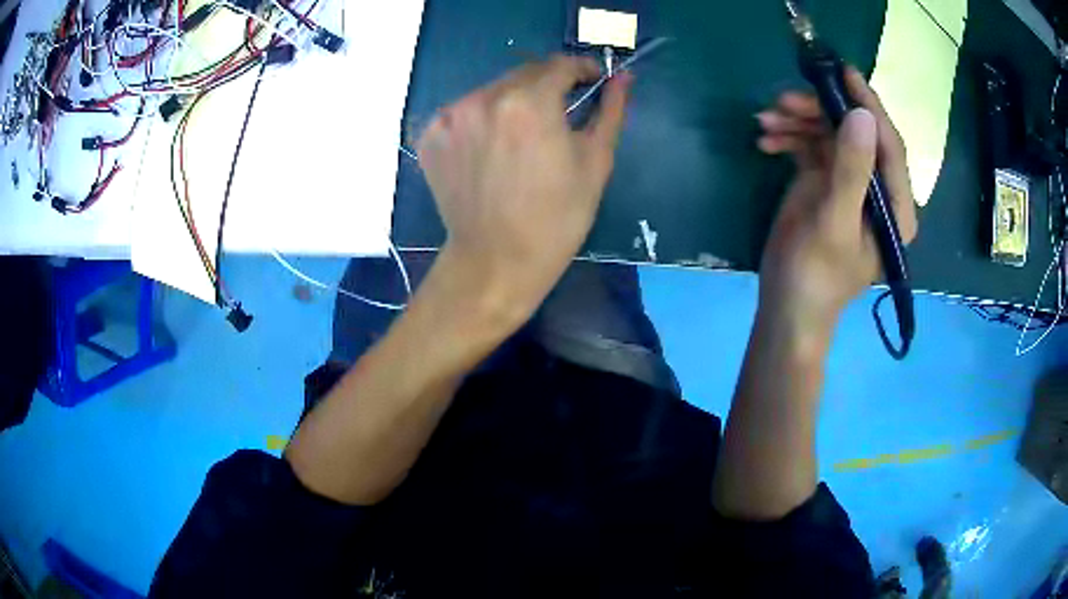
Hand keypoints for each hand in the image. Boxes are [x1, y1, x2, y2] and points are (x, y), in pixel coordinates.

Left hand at [416, 55, 630, 322]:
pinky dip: (482, 120)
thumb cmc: (557, 219)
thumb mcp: (595, 162)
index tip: (590, 83)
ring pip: (492, 91)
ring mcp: (450, 117)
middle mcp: (483, 98)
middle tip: (560, 114)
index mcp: (529, 102)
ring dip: (513, 101)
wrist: (496, 263)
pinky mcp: (430, 136)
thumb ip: (610, 111)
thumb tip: (624, 78)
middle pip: (524, 74)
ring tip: (525, 136)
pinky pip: (464, 112)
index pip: (559, 64)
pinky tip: (492, 149)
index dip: (580, 70)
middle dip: (547, 86)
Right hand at [755, 68, 917, 326]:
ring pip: (831, 134)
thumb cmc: (814, 276)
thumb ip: (851, 171)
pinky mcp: (825, 182)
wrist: (786, 306)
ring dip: (799, 122)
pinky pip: (812, 146)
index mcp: (894, 207)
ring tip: (765, 120)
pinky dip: (790, 137)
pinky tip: (766, 141)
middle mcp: (877, 190)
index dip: (869, 106)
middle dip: (821, 112)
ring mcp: (850, 184)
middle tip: (783, 102)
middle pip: (856, 133)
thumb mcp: (834, 224)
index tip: (844, 72)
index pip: (889, 146)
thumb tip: (862, 116)